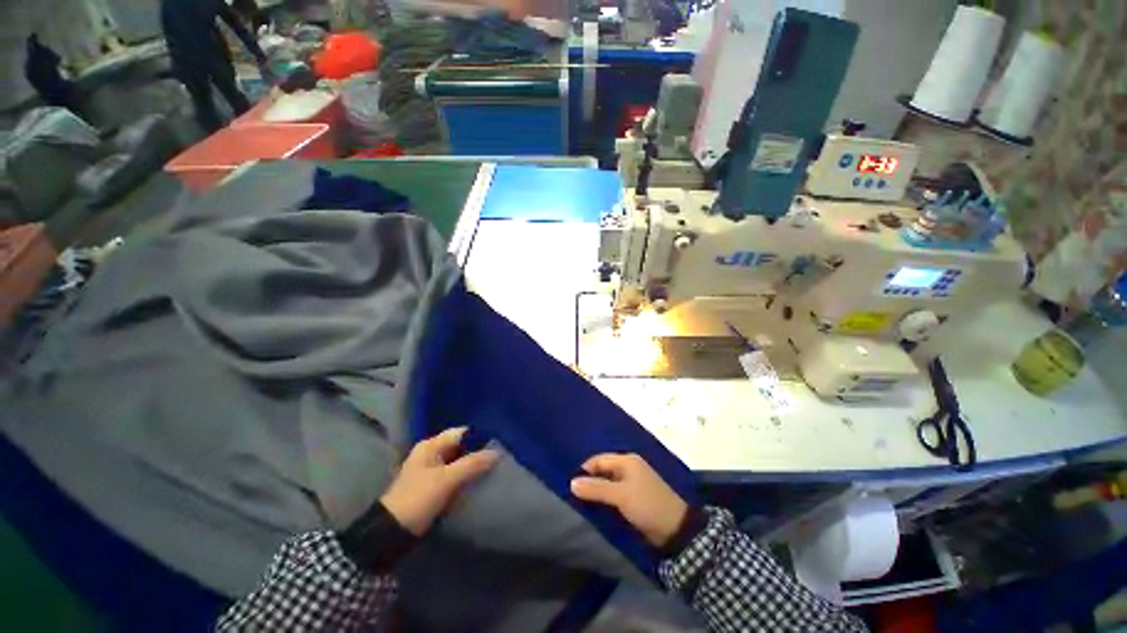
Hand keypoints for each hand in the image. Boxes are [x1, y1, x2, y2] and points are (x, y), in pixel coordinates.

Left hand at [381, 427, 499, 535]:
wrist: (393, 532)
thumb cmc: (418, 498)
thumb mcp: (447, 479)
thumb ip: (472, 464)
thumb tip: (497, 452)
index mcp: (430, 445)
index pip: (461, 433)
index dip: (479, 436)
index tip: (499, 441)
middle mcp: (432, 453)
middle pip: (461, 446)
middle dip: (479, 450)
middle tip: (500, 454)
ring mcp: (433, 470)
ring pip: (460, 461)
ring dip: (474, 464)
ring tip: (496, 465)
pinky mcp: (435, 486)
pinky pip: (456, 475)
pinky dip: (467, 476)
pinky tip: (482, 479)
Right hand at [571, 453, 687, 547]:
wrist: (675, 529)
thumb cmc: (647, 505)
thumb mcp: (620, 496)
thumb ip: (596, 488)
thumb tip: (572, 483)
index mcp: (627, 461)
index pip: (599, 460)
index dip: (585, 471)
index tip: (571, 486)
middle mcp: (629, 467)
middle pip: (603, 470)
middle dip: (590, 481)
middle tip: (574, 495)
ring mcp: (633, 482)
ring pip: (608, 483)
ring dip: (597, 491)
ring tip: (582, 502)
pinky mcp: (635, 497)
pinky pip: (615, 493)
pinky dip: (605, 498)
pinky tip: (597, 507)